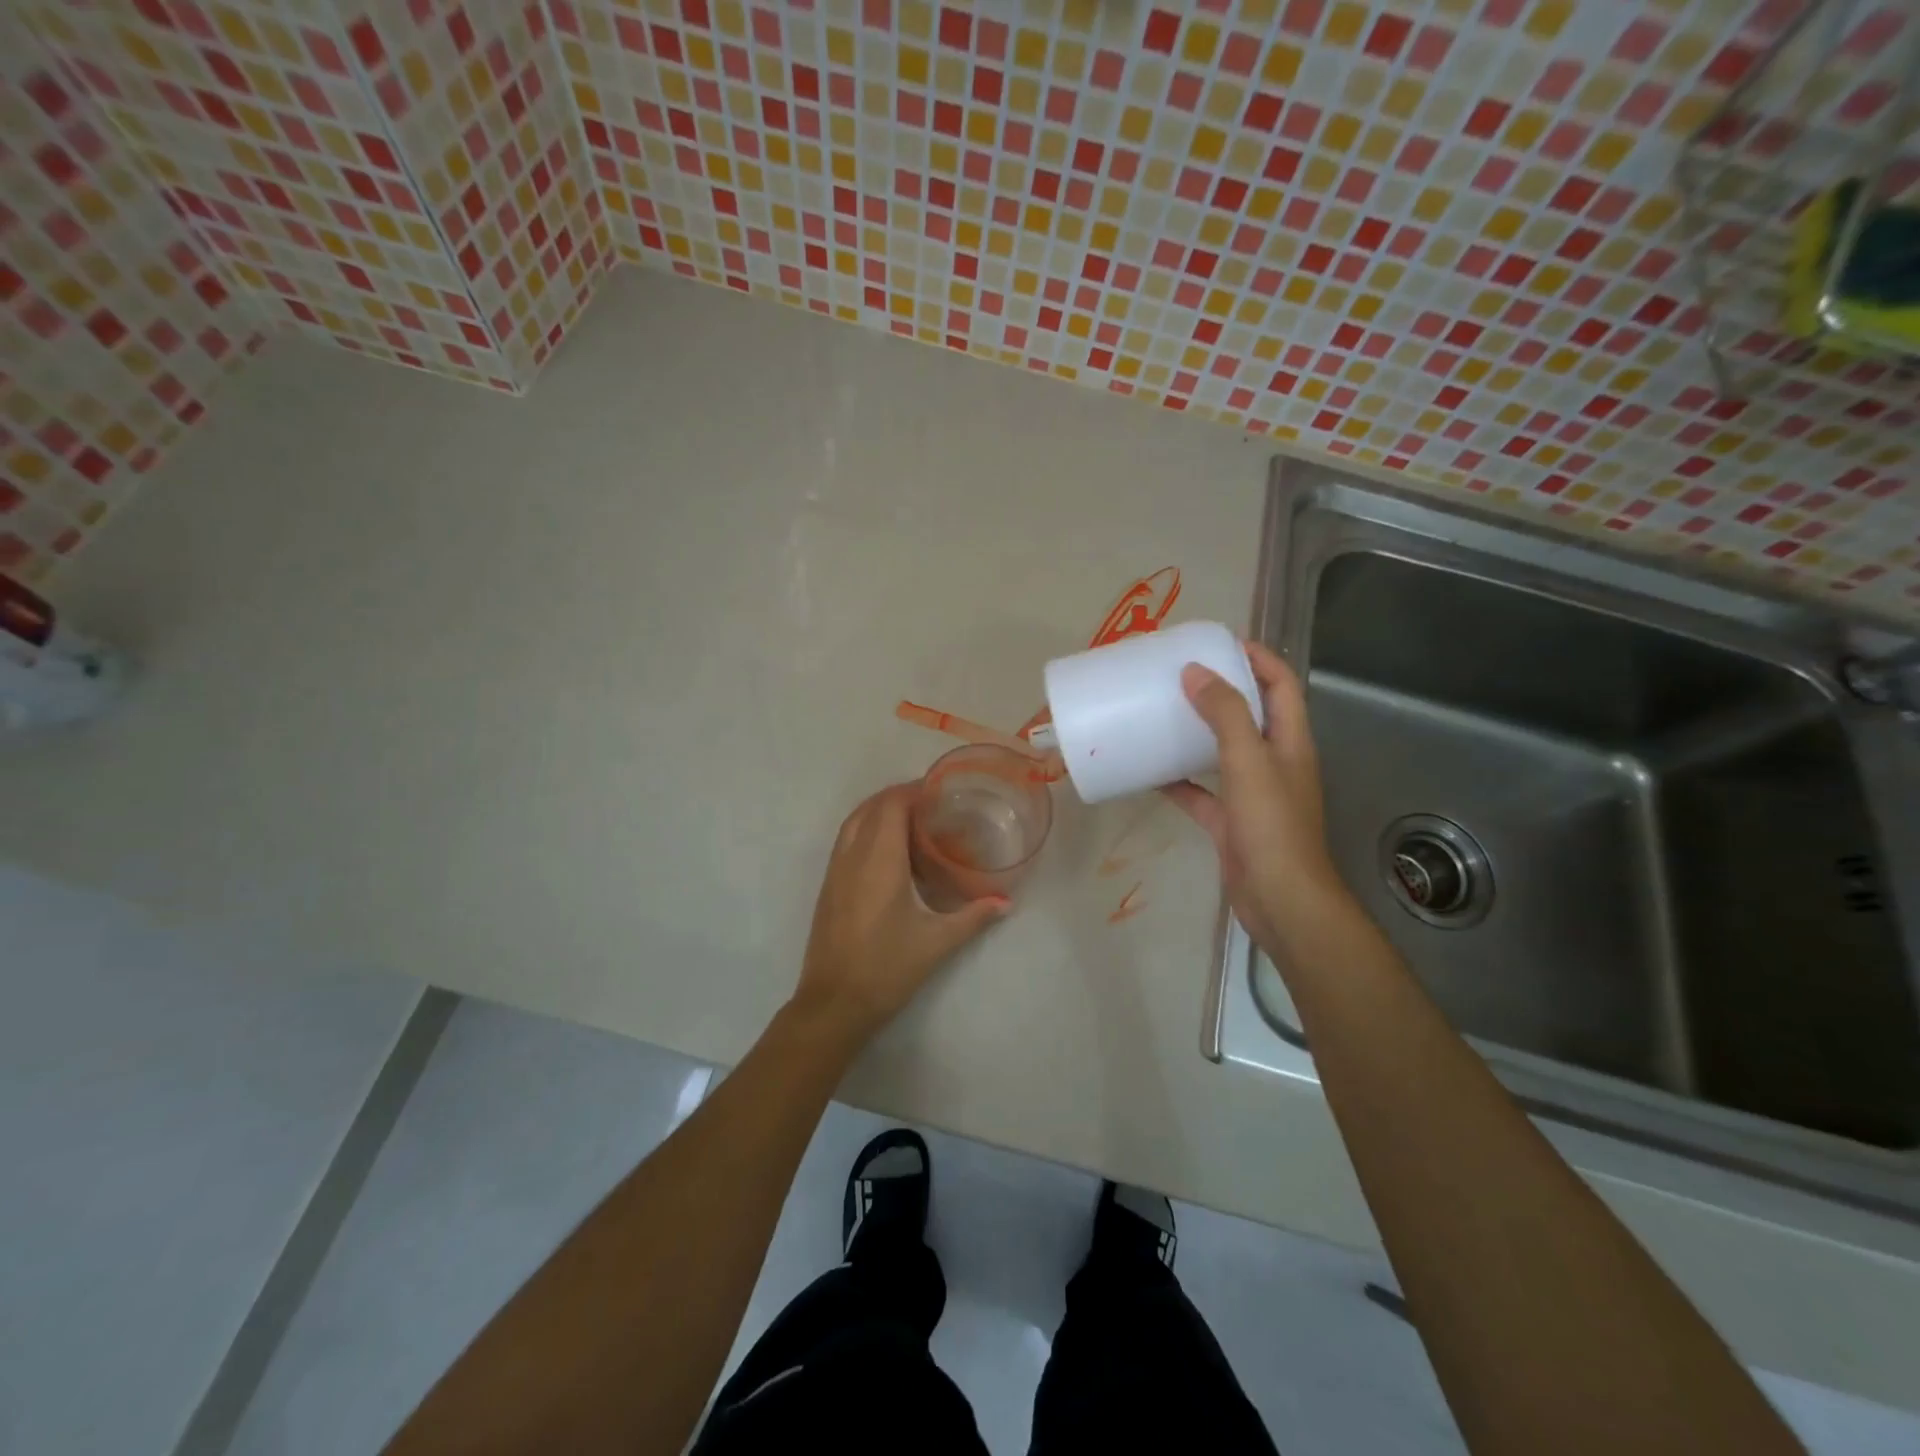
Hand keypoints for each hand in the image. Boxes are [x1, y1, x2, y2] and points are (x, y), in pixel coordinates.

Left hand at [793, 784, 1008, 1043]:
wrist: (833, 1003)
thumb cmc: (887, 968)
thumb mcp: (937, 942)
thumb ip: (973, 917)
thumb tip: (1006, 902)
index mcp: (879, 861)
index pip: (891, 805)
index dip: (913, 790)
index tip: (940, 792)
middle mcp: (852, 856)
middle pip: (871, 806)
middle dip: (898, 796)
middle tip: (931, 804)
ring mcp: (835, 871)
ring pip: (854, 821)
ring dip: (879, 810)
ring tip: (912, 819)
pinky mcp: (828, 886)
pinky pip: (845, 840)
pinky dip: (866, 829)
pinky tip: (888, 850)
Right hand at [1162, 641, 1348, 955]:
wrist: (1280, 899)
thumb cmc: (1271, 825)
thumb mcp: (1249, 760)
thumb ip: (1226, 714)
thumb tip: (1195, 672)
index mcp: (1291, 740)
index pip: (1281, 684)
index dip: (1257, 657)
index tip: (1218, 643)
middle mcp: (1275, 762)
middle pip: (1252, 714)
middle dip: (1221, 691)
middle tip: (1181, 675)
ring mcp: (1253, 794)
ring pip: (1224, 752)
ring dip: (1198, 733)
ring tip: (1164, 713)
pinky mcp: (1231, 822)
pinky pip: (1202, 792)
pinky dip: (1179, 781)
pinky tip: (1150, 773)